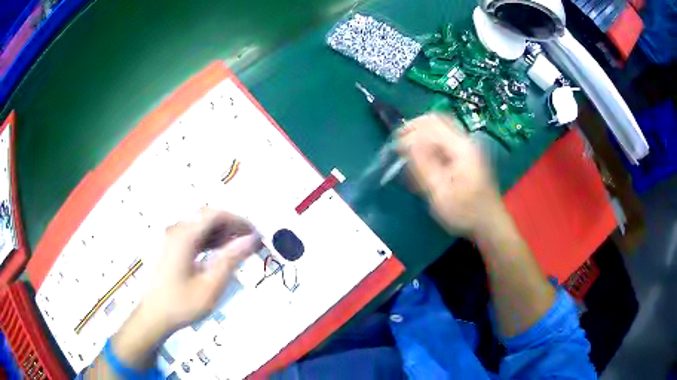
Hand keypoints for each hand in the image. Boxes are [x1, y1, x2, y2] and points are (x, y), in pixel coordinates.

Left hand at [104, 209, 259, 372]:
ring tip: (238, 249)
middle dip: (230, 226)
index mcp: (184, 236)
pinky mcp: (170, 248)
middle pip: (207, 217)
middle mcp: (176, 230)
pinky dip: (209, 240)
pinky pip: (193, 236)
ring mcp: (171, 238)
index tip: (255, 234)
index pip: (216, 215)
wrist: (154, 317)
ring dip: (220, 233)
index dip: (238, 220)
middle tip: (248, 242)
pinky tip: (219, 253)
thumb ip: (230, 259)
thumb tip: (251, 239)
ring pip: (200, 226)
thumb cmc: (182, 304)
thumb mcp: (211, 285)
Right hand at [398, 113, 502, 235]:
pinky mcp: (467, 155)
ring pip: (440, 128)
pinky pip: (444, 139)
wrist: (489, 222)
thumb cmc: (465, 212)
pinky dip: (429, 143)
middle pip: (436, 120)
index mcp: (461, 148)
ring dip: (421, 134)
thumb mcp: (441, 193)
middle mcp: (465, 141)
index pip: (430, 126)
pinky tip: (422, 158)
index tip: (394, 149)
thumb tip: (408, 143)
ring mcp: (467, 147)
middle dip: (414, 128)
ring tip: (407, 149)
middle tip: (398, 143)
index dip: (409, 133)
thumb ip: (424, 165)